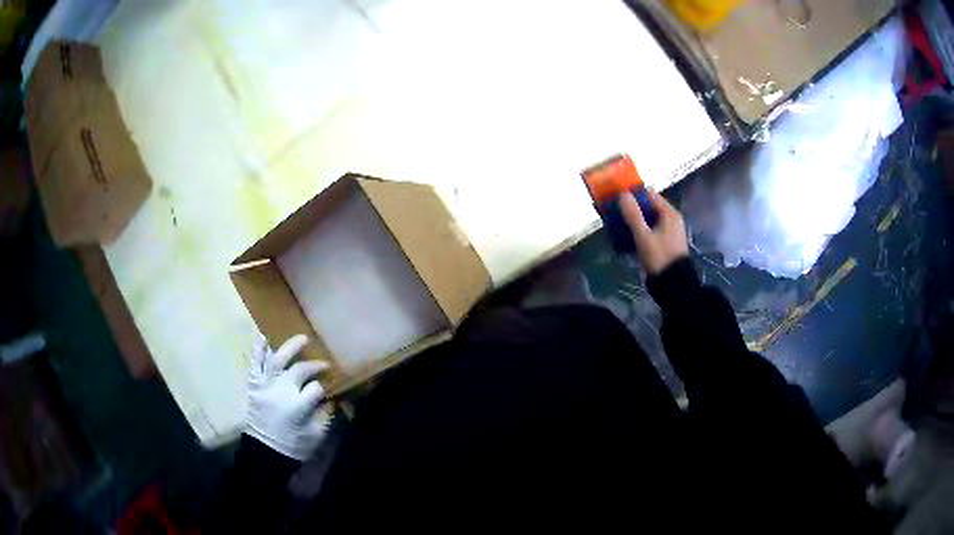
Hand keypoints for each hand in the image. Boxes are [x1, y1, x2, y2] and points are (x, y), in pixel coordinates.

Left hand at [246, 334, 331, 459]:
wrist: (265, 452)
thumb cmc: (293, 446)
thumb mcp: (315, 435)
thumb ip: (324, 415)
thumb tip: (331, 397)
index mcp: (298, 406)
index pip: (316, 387)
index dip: (326, 385)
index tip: (333, 384)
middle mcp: (281, 391)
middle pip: (299, 370)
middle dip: (313, 365)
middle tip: (323, 363)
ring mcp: (265, 386)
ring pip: (276, 360)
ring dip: (290, 347)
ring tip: (302, 338)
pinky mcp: (254, 386)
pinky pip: (255, 364)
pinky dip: (258, 350)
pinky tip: (264, 336)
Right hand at [619, 189, 688, 274]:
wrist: (673, 284)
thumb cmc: (659, 257)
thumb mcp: (644, 236)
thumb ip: (633, 215)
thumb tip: (623, 194)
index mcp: (669, 213)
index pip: (649, 194)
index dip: (633, 194)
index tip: (616, 197)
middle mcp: (671, 219)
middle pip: (648, 206)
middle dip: (631, 208)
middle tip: (614, 212)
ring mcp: (669, 231)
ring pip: (648, 219)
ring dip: (634, 220)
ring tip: (617, 224)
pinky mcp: (665, 242)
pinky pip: (650, 230)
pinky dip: (639, 230)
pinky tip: (626, 236)